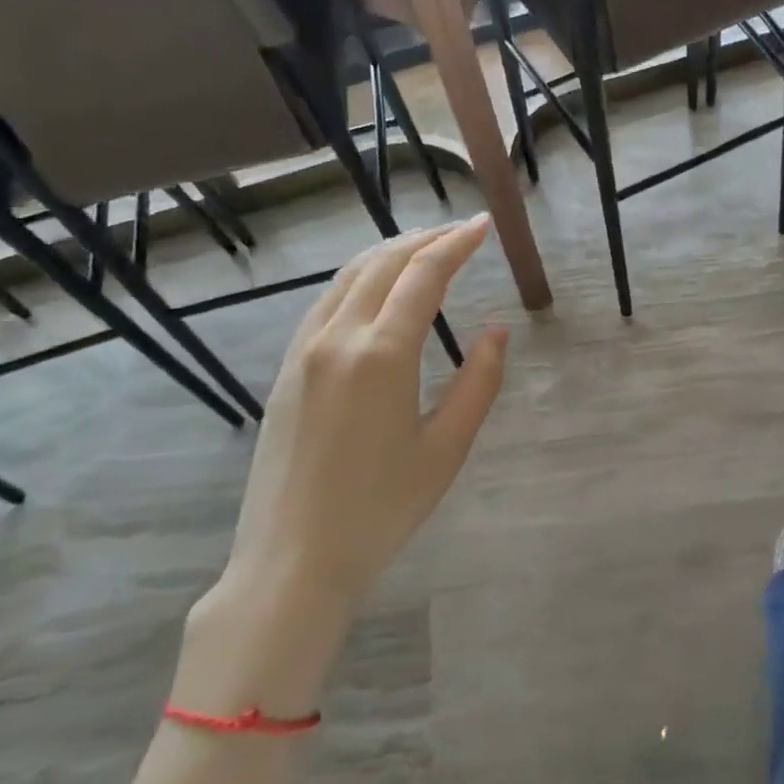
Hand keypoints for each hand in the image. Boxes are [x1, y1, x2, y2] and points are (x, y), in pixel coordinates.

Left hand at [179, 217, 507, 714]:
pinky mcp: (287, 370)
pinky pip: (326, 302)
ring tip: (425, 249)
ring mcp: (304, 351)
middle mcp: (337, 338)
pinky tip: (377, 290)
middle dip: (425, 239)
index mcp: (381, 355)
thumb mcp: (446, 449)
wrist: (293, 559)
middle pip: (383, 264)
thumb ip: (478, 382)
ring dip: (390, 253)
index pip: (423, 276)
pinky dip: (360, 279)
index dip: (456, 244)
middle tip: (461, 232)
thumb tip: (497, 331)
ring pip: (348, 277)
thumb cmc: (382, 509)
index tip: (483, 225)